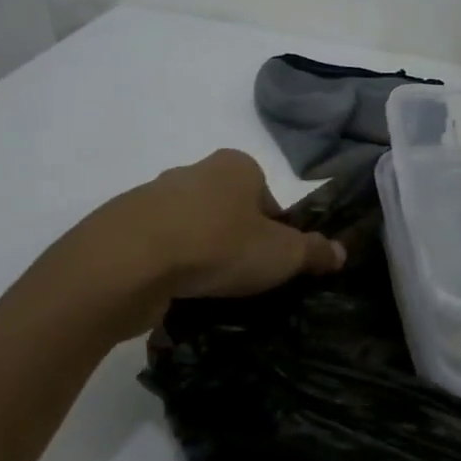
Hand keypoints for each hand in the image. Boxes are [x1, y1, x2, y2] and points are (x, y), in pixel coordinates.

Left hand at [31, 148, 345, 344]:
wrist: (125, 263)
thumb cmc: (218, 246)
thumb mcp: (283, 255)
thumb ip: (315, 252)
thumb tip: (341, 252)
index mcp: (237, 166)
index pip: (269, 200)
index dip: (277, 234)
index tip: (272, 264)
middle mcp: (193, 171)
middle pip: (229, 212)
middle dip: (237, 242)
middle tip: (242, 279)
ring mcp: (151, 197)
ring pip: (191, 230)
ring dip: (201, 256)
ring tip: (206, 292)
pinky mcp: (120, 227)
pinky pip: (157, 249)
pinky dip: (168, 268)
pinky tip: (172, 294)